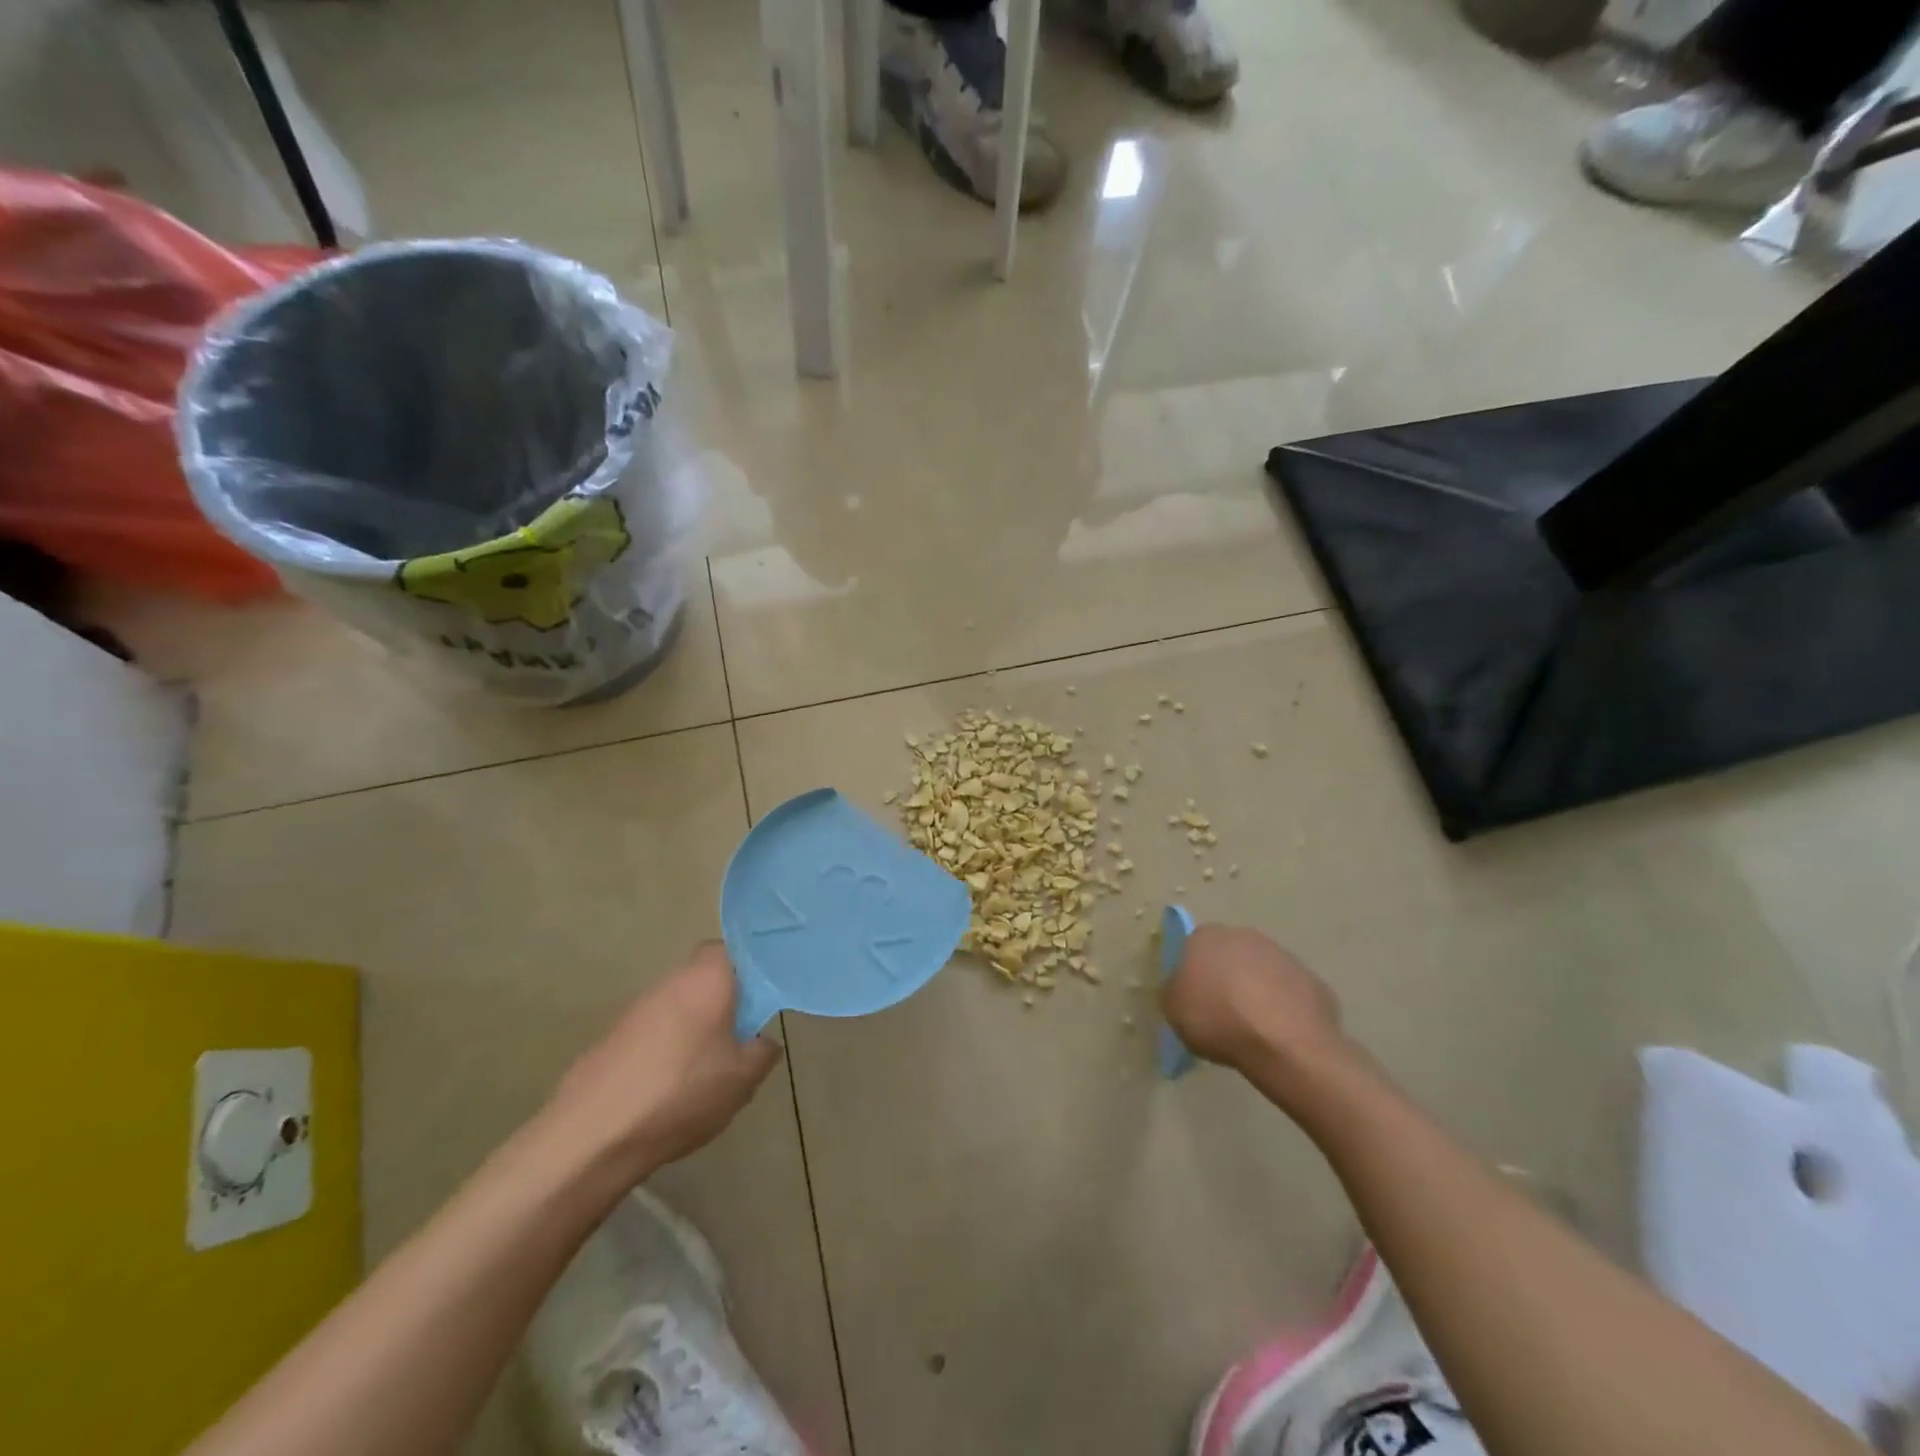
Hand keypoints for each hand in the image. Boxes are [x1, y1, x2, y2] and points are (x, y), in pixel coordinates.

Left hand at [546, 943, 781, 1176]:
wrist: (592, 1135)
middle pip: (703, 980)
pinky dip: (664, 1052)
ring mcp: (635, 1010)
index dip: (746, 971)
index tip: (759, 1001)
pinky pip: (652, 1035)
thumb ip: (763, 1051)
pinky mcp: (611, 1039)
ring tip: (705, 1073)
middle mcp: (669, 982)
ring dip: (692, 1030)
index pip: (729, 950)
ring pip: (678, 1008)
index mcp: (706, 978)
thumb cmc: (681, 1093)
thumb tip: (762, 1038)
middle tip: (738, 1041)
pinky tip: (669, 1090)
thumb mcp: (743, 1078)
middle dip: (721, 1004)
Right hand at [1162, 924, 1349, 1075]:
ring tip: (1252, 1028)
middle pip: (1228, 955)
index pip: (1192, 947)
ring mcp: (1282, 956)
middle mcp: (1244, 936)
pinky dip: (1283, 1009)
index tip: (1194, 999)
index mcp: (1206, 937)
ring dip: (1256, 991)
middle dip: (1225, 978)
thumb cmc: (1218, 1020)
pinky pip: (1289, 994)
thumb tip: (1183, 987)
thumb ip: (1175, 991)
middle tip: (1221, 1012)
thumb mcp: (1174, 1010)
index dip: (1192, 973)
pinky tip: (1279, 1034)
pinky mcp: (1312, 981)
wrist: (1285, 1044)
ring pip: (1261, 972)